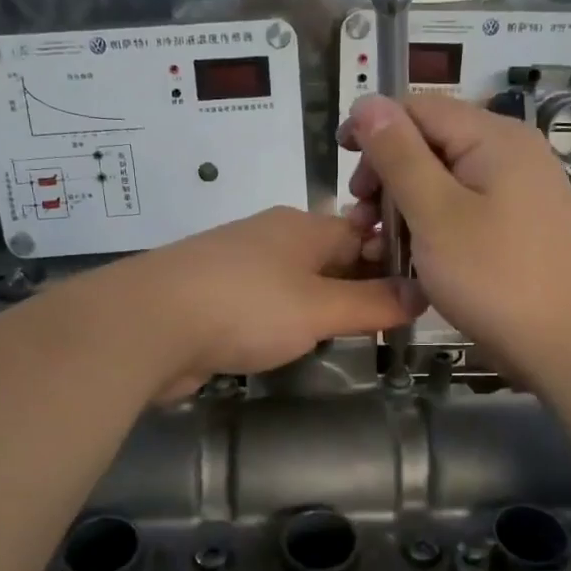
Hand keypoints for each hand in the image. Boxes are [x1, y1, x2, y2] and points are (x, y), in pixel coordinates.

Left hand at [109, 206, 426, 400]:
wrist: (148, 324)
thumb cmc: (246, 307)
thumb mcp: (320, 307)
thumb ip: (373, 303)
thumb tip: (422, 292)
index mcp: (303, 226)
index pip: (363, 234)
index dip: (391, 263)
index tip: (416, 297)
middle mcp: (272, 237)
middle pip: (329, 258)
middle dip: (357, 287)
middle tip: (389, 325)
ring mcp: (238, 266)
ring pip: (295, 283)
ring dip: (320, 307)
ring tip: (348, 338)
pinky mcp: (213, 296)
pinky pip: (264, 304)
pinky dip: (283, 321)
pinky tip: (292, 344)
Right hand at [339, 94, 570, 387]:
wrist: (566, 344)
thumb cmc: (494, 277)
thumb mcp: (435, 213)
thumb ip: (399, 155)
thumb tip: (368, 102)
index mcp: (494, 137)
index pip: (418, 109)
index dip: (374, 129)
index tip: (343, 169)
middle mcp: (511, 151)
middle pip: (432, 141)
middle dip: (387, 173)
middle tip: (362, 219)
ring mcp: (519, 188)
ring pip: (445, 177)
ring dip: (405, 203)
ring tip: (380, 242)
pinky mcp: (518, 221)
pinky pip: (464, 205)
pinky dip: (432, 221)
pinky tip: (413, 252)